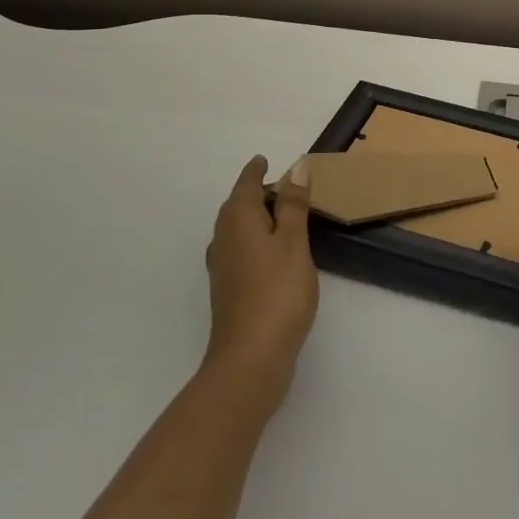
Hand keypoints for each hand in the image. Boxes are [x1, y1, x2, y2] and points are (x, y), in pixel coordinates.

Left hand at [203, 155, 318, 402]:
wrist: (250, 359)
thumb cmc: (277, 292)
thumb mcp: (294, 242)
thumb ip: (294, 205)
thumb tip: (296, 167)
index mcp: (238, 220)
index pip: (246, 185)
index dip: (256, 171)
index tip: (264, 159)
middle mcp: (223, 238)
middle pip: (236, 206)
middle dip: (254, 192)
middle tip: (279, 185)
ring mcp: (222, 267)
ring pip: (236, 229)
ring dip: (254, 217)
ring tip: (278, 214)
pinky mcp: (228, 290)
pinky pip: (239, 249)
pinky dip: (254, 240)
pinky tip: (269, 253)